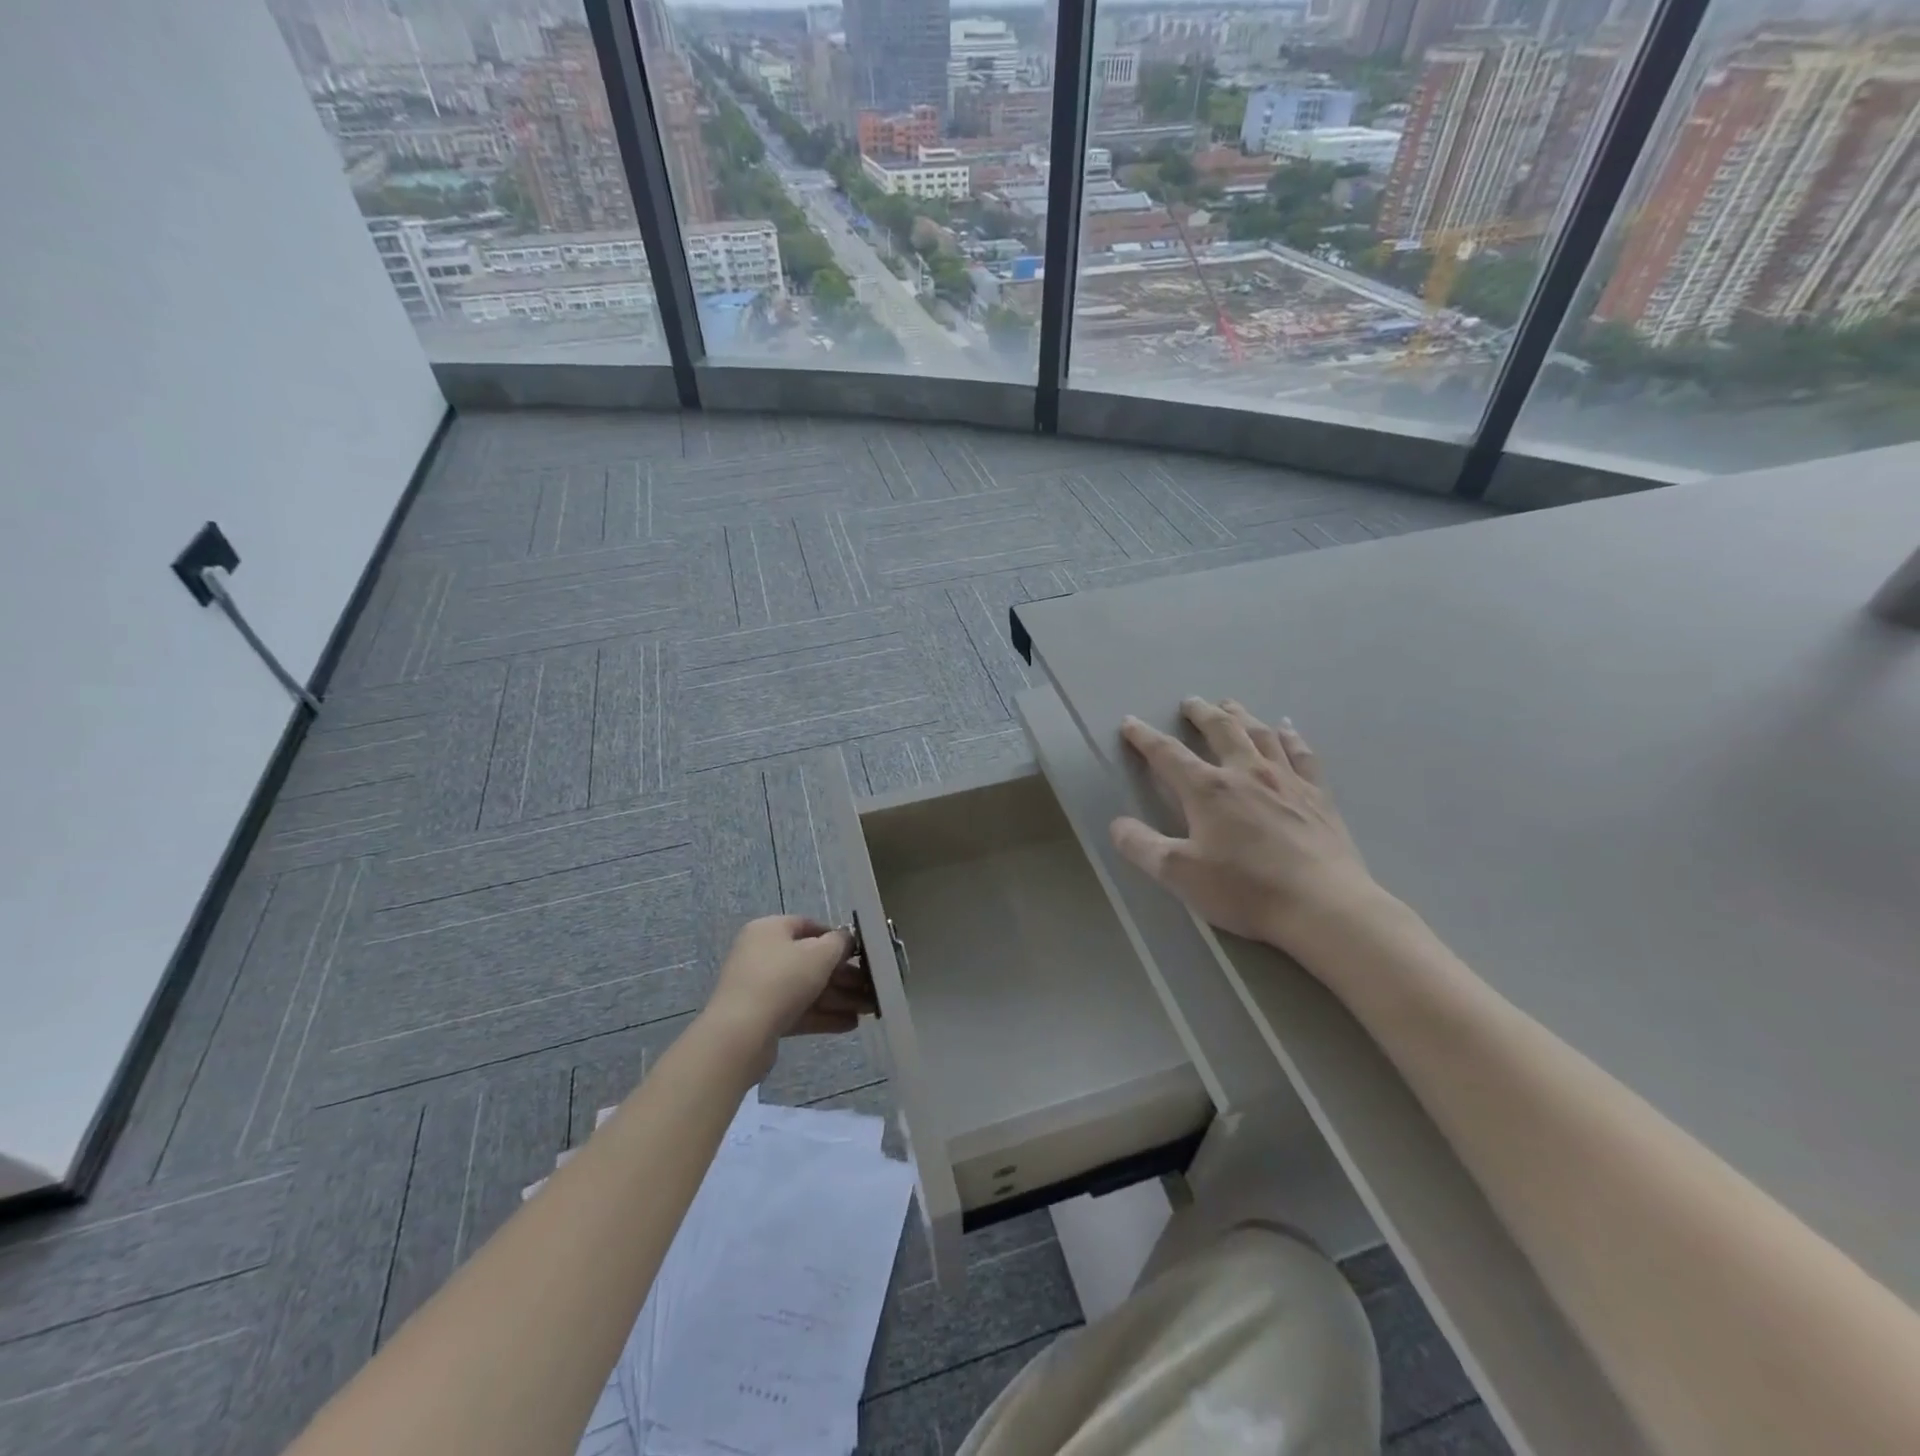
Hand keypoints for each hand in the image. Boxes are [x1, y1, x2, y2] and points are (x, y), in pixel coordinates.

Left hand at [701, 916, 874, 1072]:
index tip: (860, 952)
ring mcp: (760, 987)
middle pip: (811, 961)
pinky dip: (823, 1016)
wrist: (740, 1035)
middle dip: (844, 975)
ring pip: (807, 988)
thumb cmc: (782, 981)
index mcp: (770, 930)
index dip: (837, 937)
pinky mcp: (762, 1017)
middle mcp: (762, 954)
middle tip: (872, 987)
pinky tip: (850, 1024)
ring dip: (839, 998)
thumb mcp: (819, 954)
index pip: (808, 926)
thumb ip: (839, 943)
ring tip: (869, 1010)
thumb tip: (846, 939)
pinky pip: (798, 1010)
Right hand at [1110, 699, 1382, 955]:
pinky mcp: (1318, 796)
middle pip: (1220, 729)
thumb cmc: (1245, 889)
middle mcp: (1246, 773)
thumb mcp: (1179, 874)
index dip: (1145, 737)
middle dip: (1200, 713)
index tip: (1130, 723)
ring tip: (1230, 705)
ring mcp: (1287, 781)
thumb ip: (1142, 846)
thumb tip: (1117, 824)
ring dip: (1241, 715)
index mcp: (1208, 790)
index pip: (1168, 754)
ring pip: (1260, 734)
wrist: (1323, 906)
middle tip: (1189, 702)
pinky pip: (1302, 754)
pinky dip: (1290, 737)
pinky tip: (1287, 729)